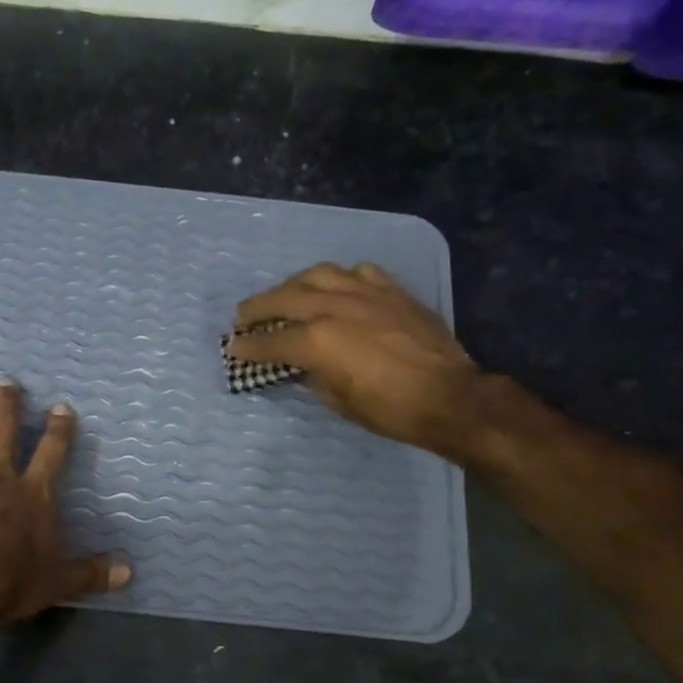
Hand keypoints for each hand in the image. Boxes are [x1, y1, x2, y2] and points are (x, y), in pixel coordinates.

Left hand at [0, 382, 129, 625]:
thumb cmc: (11, 580)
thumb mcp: (58, 582)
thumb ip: (91, 573)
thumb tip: (128, 572)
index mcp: (31, 494)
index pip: (52, 452)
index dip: (59, 429)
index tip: (61, 407)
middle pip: (1, 433)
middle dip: (5, 405)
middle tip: (5, 383)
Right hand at [227, 262, 485, 456]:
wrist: (449, 396)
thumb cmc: (390, 410)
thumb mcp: (339, 401)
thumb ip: (312, 377)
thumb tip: (300, 366)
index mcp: (317, 340)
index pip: (270, 341)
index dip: (247, 347)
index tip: (232, 347)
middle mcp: (334, 307)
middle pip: (284, 298)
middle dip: (257, 308)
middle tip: (242, 317)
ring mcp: (365, 293)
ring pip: (318, 274)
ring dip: (294, 284)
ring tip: (285, 296)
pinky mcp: (391, 290)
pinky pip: (358, 272)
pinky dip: (340, 279)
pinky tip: (337, 288)